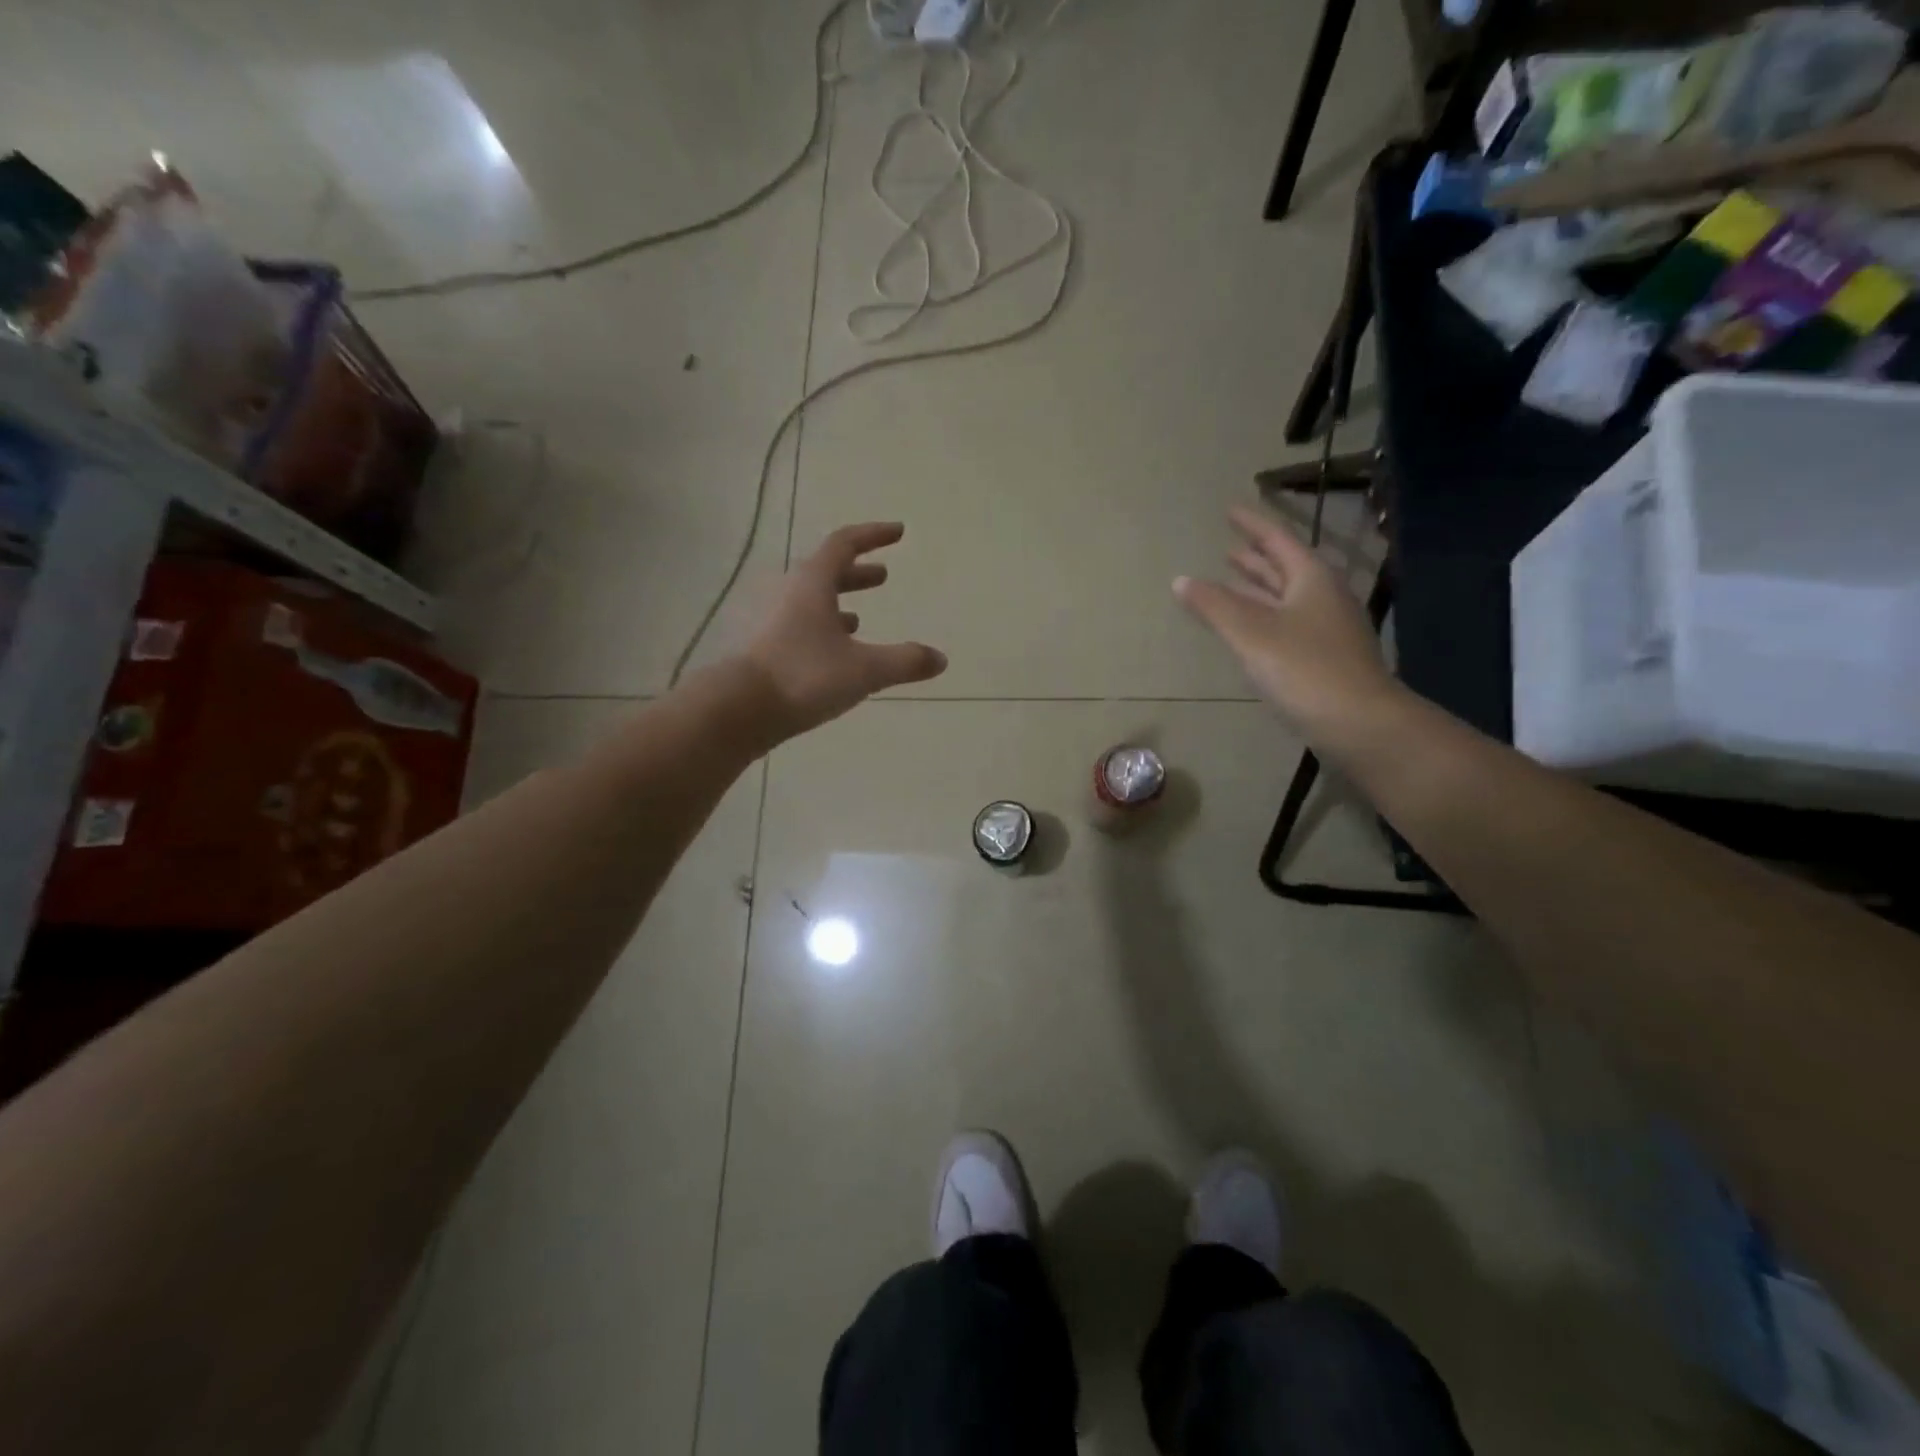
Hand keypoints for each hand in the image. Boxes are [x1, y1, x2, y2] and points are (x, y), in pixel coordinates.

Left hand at [742, 522, 947, 740]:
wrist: (739, 709)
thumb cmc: (804, 676)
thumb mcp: (864, 670)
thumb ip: (904, 662)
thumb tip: (940, 658)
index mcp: (812, 584)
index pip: (844, 544)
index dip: (873, 535)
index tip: (898, 532)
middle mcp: (789, 594)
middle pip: (826, 572)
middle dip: (857, 573)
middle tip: (883, 576)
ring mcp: (772, 621)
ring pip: (811, 602)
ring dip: (838, 603)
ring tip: (860, 618)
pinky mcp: (765, 648)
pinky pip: (799, 626)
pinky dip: (822, 629)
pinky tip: (833, 652)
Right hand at [1175, 507, 1400, 738]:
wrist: (1360, 723)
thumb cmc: (1304, 670)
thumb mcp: (1251, 634)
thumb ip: (1214, 606)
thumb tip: (1180, 580)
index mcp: (1310, 580)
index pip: (1277, 540)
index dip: (1252, 524)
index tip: (1230, 509)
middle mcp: (1323, 597)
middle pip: (1285, 568)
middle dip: (1256, 558)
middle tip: (1228, 548)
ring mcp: (1327, 628)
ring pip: (1286, 597)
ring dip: (1259, 587)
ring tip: (1232, 580)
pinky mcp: (1324, 657)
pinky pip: (1287, 622)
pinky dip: (1264, 615)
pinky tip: (1251, 628)